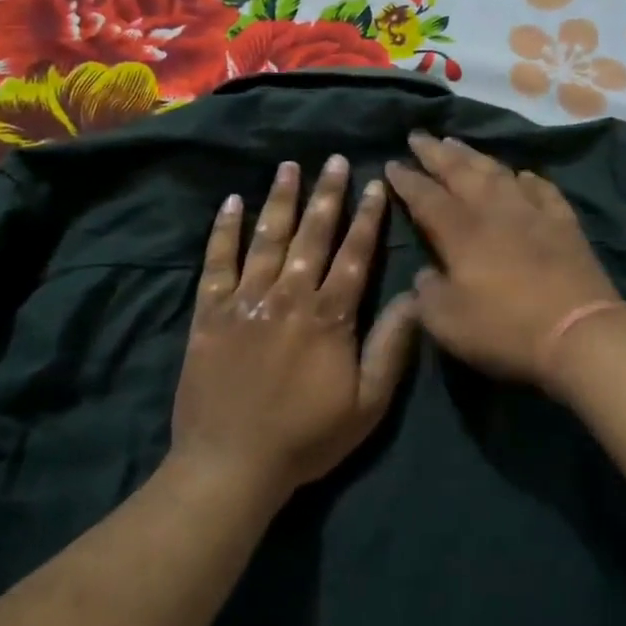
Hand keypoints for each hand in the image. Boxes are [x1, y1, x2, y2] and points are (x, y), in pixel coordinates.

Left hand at [170, 157, 417, 505]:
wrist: (232, 464)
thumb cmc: (307, 437)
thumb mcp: (368, 403)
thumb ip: (391, 347)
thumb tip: (416, 298)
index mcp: (329, 316)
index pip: (355, 254)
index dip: (367, 217)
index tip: (375, 184)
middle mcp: (289, 296)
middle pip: (312, 235)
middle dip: (327, 195)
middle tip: (334, 160)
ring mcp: (246, 300)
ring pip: (267, 238)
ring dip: (280, 200)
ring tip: (289, 166)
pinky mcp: (209, 313)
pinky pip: (217, 262)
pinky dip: (224, 231)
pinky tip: (231, 203)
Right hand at [385, 131, 622, 389]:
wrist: (579, 332)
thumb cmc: (505, 328)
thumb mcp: (447, 322)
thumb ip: (427, 293)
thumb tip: (425, 274)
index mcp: (460, 231)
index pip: (425, 196)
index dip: (406, 179)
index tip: (392, 163)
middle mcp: (494, 210)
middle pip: (460, 172)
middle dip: (435, 153)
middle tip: (418, 136)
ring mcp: (532, 212)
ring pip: (498, 172)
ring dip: (474, 155)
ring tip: (456, 143)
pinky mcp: (564, 223)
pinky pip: (542, 189)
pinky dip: (527, 179)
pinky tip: (522, 175)